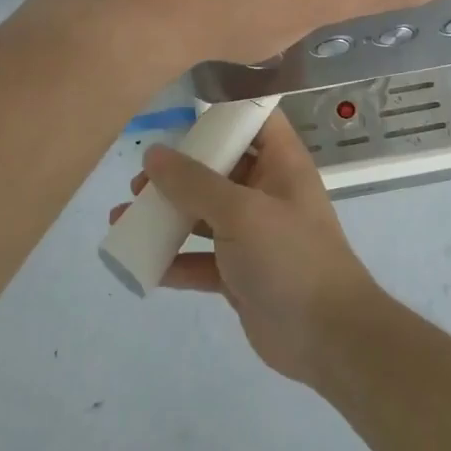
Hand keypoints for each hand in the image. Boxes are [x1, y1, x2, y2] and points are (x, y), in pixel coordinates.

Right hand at [109, 113, 380, 383]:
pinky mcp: (239, 274)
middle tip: (139, 181)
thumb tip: (153, 153)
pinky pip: (200, 259)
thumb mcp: (240, 212)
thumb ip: (194, 182)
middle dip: (177, 172)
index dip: (225, 112)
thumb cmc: (290, 257)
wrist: (327, 338)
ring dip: (166, 215)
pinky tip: (141, 263)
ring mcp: (253, 235)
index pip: (256, 120)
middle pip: (219, 168)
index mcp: (280, 164)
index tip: (182, 115)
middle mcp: (267, 192)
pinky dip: (173, 259)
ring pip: (203, 214)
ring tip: (123, 218)